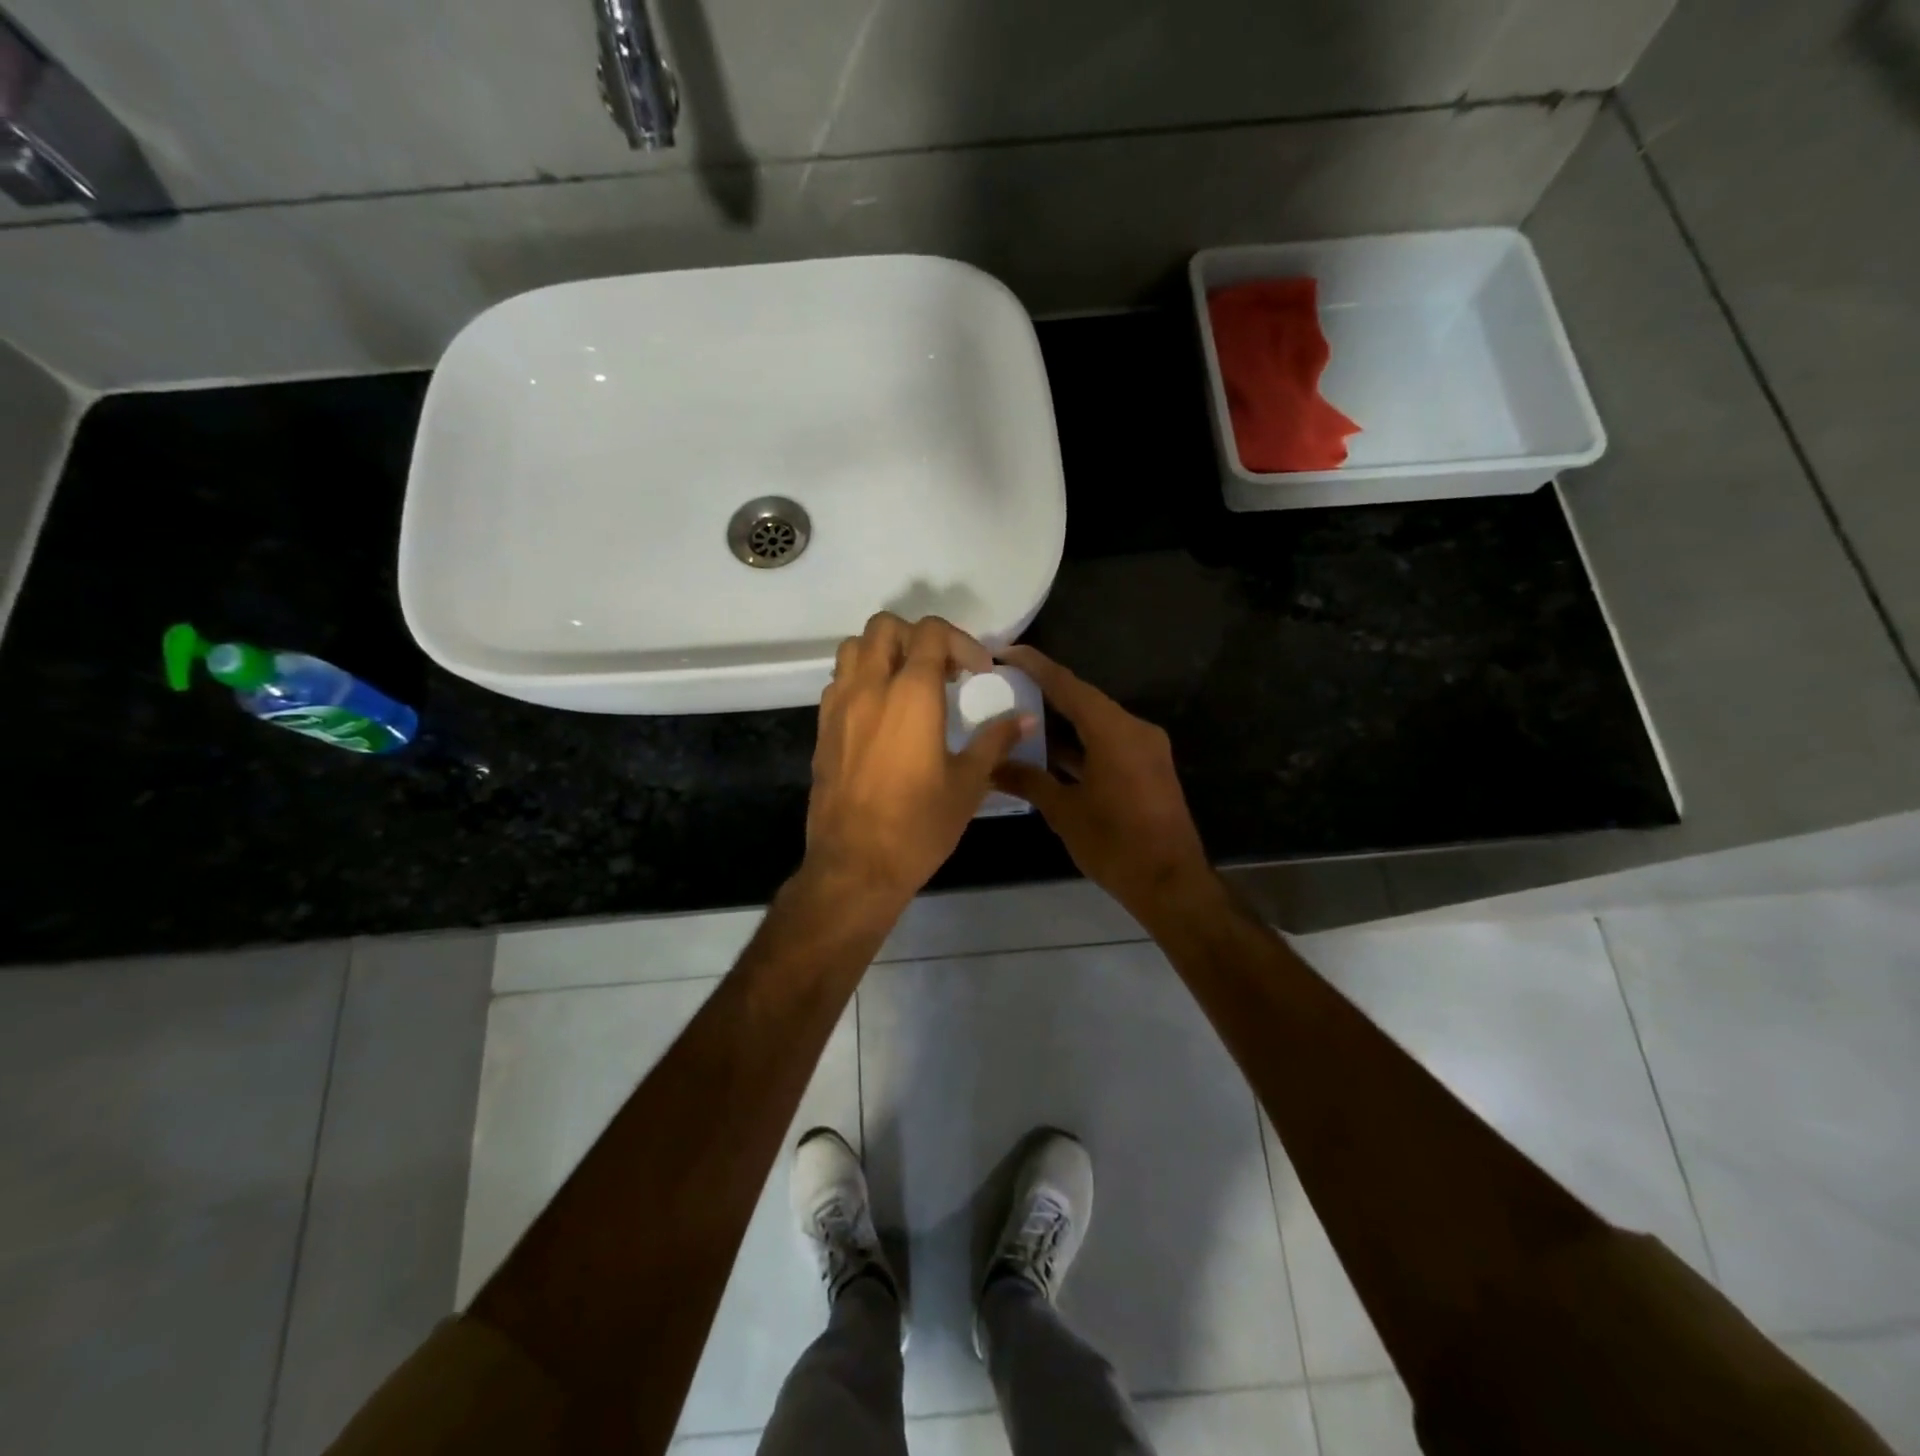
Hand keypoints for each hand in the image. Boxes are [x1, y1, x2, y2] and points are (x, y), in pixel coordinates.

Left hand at [804, 613, 1032, 908]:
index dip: (960, 642)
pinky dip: (862, 679)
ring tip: (908, 684)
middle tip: (943, 671)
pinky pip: (839, 682)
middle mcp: (870, 688)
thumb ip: (995, 741)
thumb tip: (1025, 719)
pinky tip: (883, 714)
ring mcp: (839, 707)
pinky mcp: (823, 729)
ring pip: (854, 648)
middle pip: (885, 627)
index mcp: (911, 695)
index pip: (930, 633)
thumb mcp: (968, 784)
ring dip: (883, 652)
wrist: (855, 866)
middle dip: (918, 637)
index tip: (977, 672)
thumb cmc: (919, 826)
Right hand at [992, 645, 1216, 921]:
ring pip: (1096, 722)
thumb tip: (989, 767)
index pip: (1068, 685)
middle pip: (1084, 700)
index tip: (1005, 651)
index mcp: (1113, 731)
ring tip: (1021, 715)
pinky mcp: (1148, 767)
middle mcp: (1134, 729)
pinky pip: (1109, 742)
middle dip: (1046, 691)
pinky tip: (1050, 751)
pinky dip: (1081, 743)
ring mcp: (1145, 748)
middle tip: (1007, 684)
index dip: (1036, 666)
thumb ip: (1028, 781)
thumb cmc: (1115, 843)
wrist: (1171, 883)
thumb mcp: (1064, 811)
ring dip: (1063, 721)